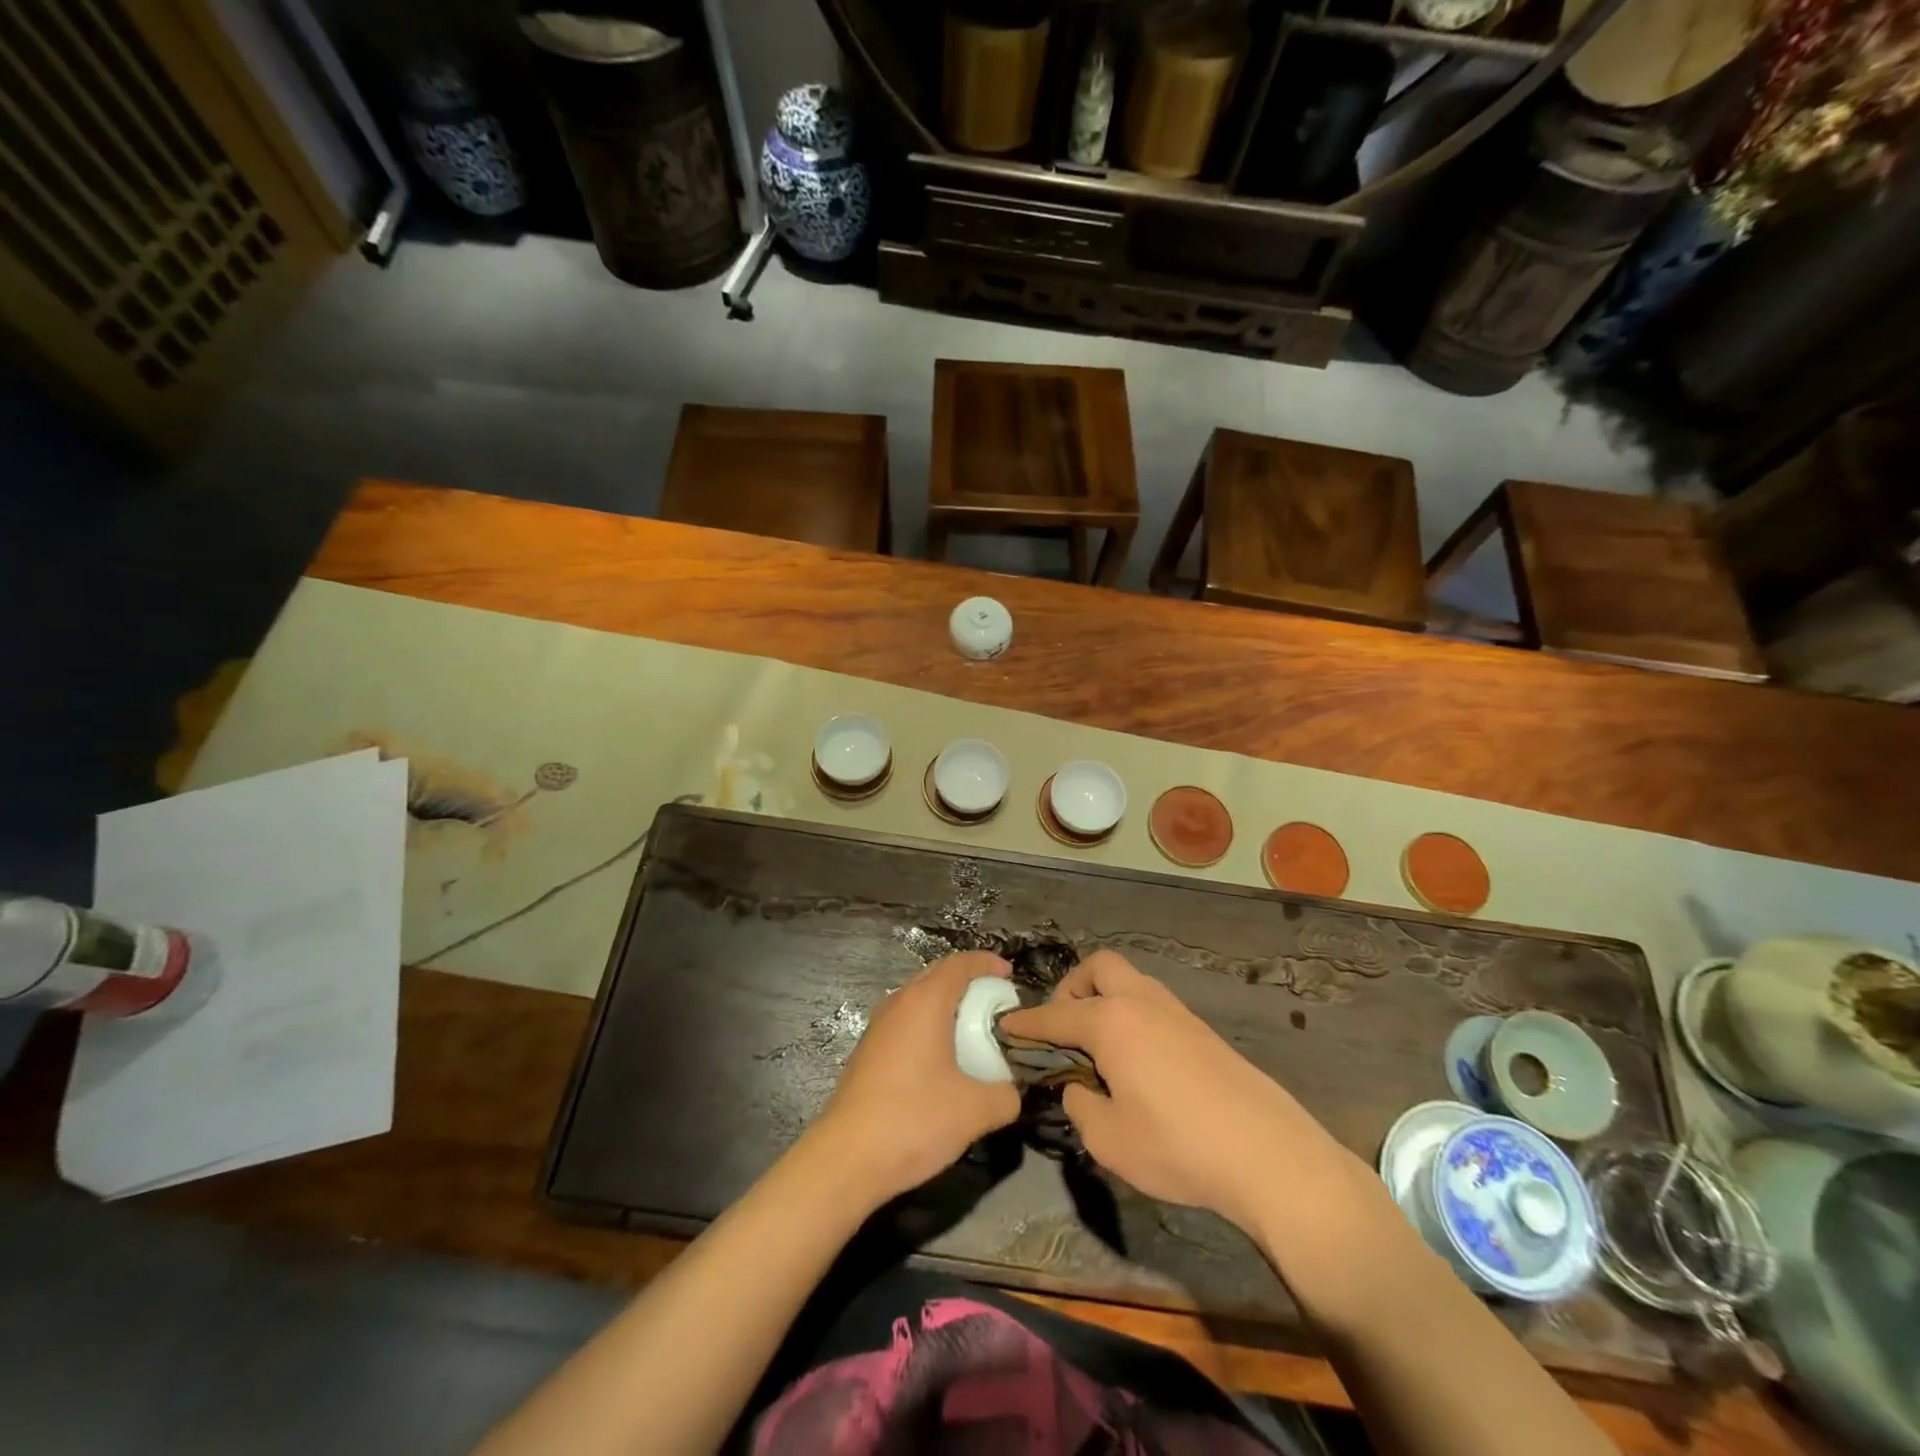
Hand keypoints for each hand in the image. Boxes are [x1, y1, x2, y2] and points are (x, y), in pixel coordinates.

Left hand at [809, 951, 1021, 1207]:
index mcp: (925, 1002)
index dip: (986, 963)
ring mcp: (878, 1027)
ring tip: (972, 1029)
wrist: (845, 1159)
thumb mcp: (975, 1111)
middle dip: (967, 981)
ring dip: (946, 1004)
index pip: (959, 964)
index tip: (1009, 975)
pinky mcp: (867, 1052)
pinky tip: (941, 1059)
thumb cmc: (913, 1120)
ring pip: (917, 999)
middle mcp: (898, 1004)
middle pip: (936, 975)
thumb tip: (1012, 1092)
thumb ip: (1005, 1095)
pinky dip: (928, 1025)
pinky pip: (905, 1022)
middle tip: (995, 1001)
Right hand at [997, 950, 1336, 1234]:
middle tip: (1064, 1027)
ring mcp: (1177, 1012)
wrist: (1268, 1153)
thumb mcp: (1109, 1139)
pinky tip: (1136, 1058)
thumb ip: (1080, 1105)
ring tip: (1098, 1044)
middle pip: (1099, 967)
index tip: (1005, 1025)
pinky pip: (1153, 1003)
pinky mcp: (1202, 1031)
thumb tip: (1077, 1086)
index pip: (1056, 1015)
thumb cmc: (1178, 1145)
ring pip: (1131, 980)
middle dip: (1072, 987)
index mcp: (1111, 1022)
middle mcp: (1142, 1003)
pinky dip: (1132, 1014)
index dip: (1026, 1022)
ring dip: (1105, 997)